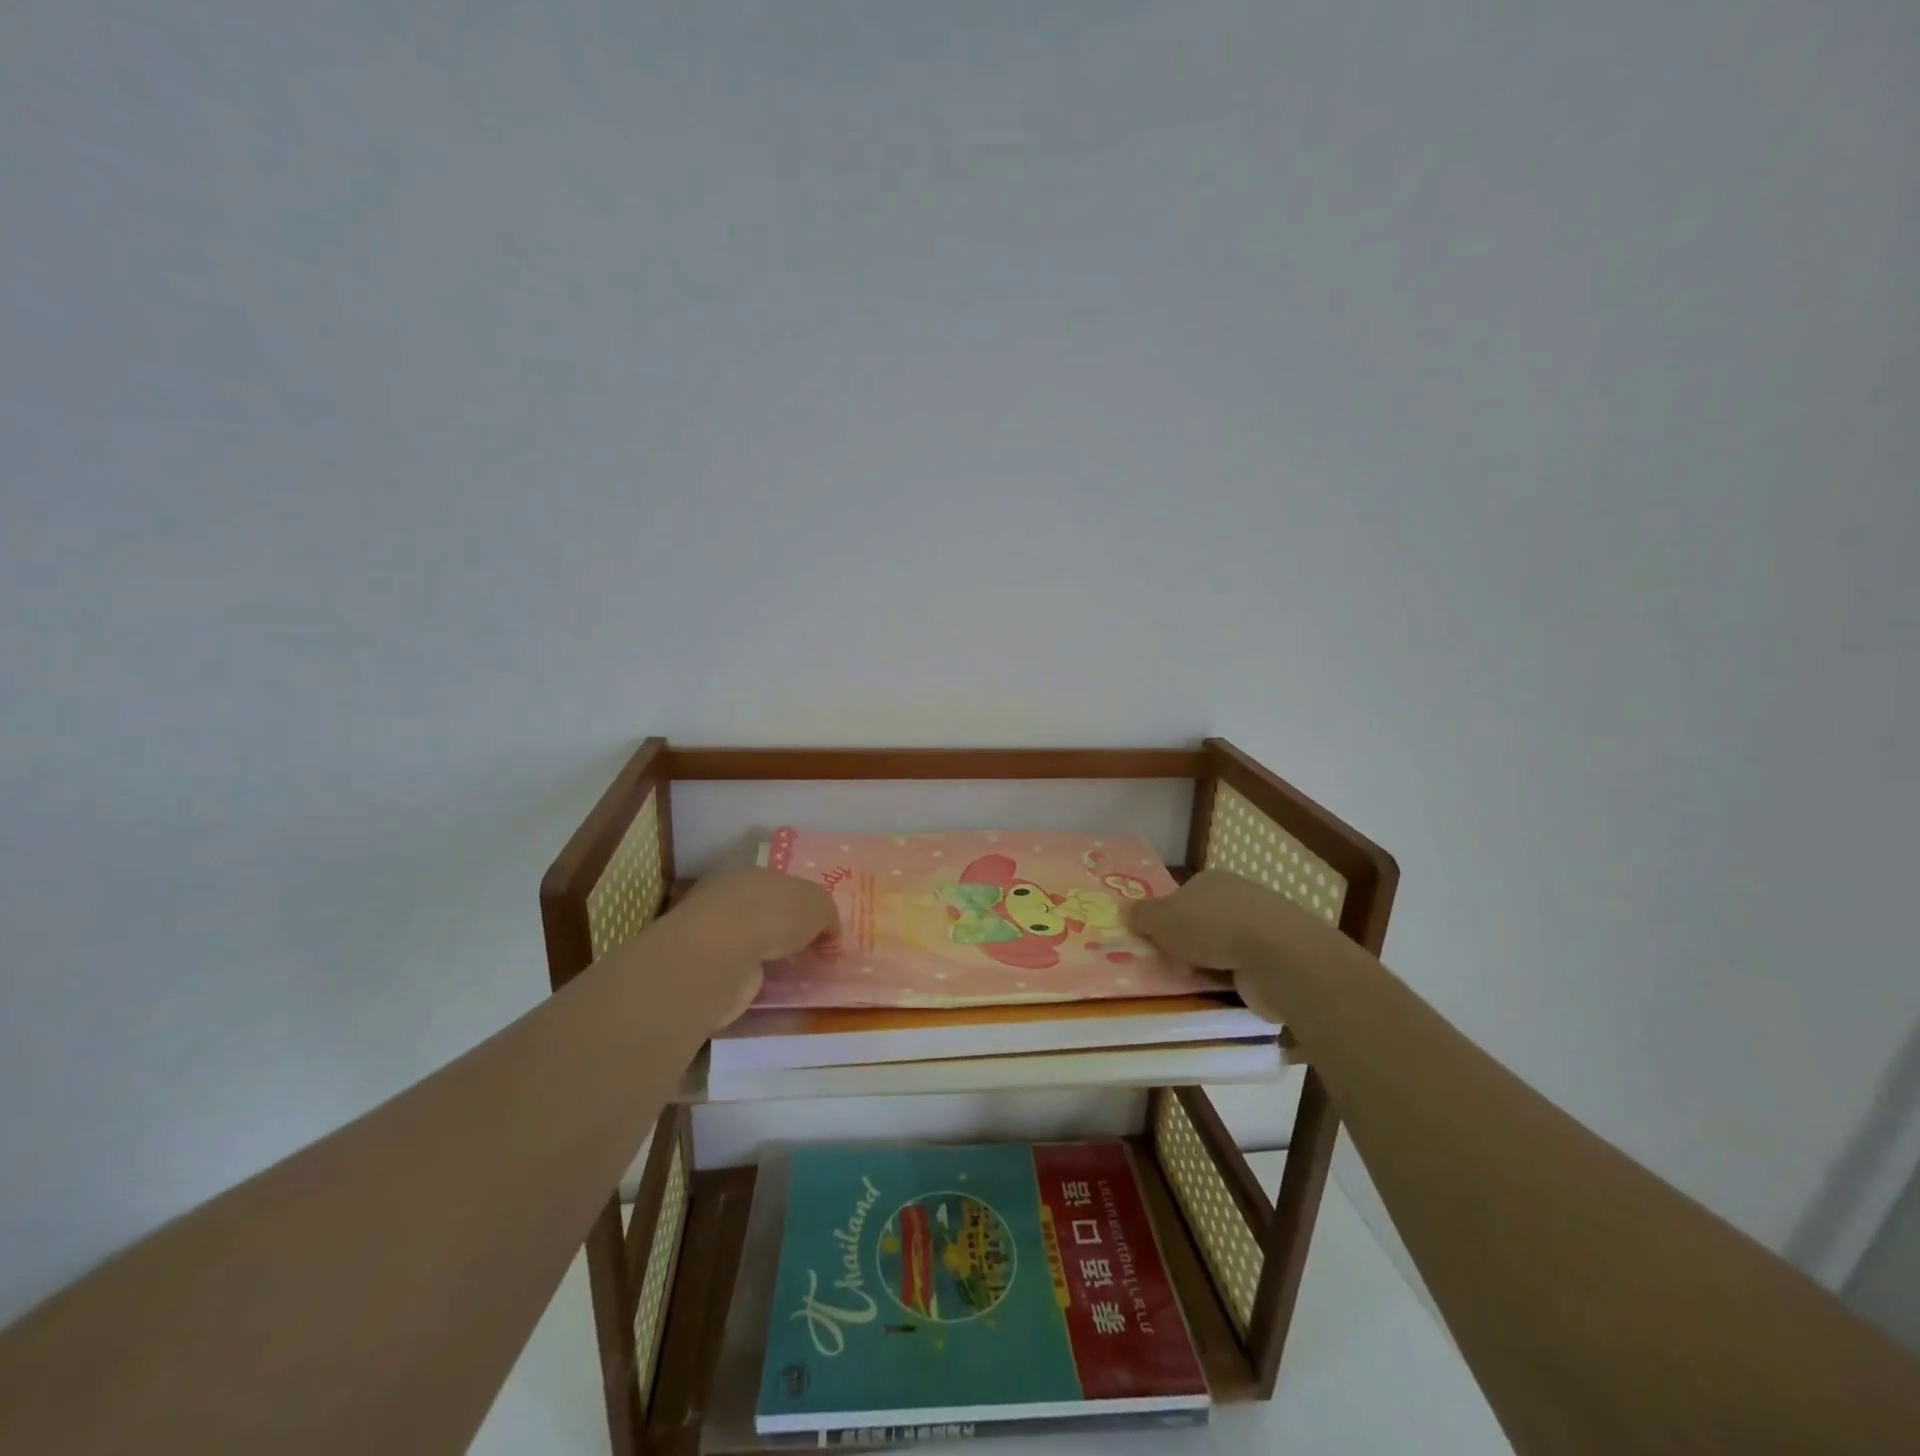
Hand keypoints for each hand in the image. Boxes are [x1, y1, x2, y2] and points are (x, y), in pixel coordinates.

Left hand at [665, 869, 840, 1024]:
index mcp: (753, 873)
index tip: (821, 927)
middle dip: (787, 929)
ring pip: (752, 941)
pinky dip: (757, 976)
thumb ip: (827, 915)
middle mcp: (730, 897)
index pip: (782, 885)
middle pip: (766, 912)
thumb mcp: (818, 905)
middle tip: (812, 951)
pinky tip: (774, 986)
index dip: (804, 904)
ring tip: (798, 972)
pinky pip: (742, 969)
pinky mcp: (708, 967)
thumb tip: (830, 932)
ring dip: (771, 955)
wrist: (723, 953)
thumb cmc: (773, 914)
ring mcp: (715, 933)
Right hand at [1128, 869, 1353, 1025]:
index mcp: (1212, 880)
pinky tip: (1220, 997)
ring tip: (1190, 988)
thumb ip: (1141, 915)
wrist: (1277, 956)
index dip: (1166, 919)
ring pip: (1224, 949)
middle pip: (1203, 922)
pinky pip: (1245, 972)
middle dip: (1187, 945)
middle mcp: (1239, 898)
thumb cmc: (1211, 927)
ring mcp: (1263, 929)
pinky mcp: (1279, 960)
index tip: (1155, 942)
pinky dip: (1232, 983)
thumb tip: (1123, 910)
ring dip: (1209, 966)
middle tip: (1169, 968)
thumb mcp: (1161, 919)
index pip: (1183, 896)